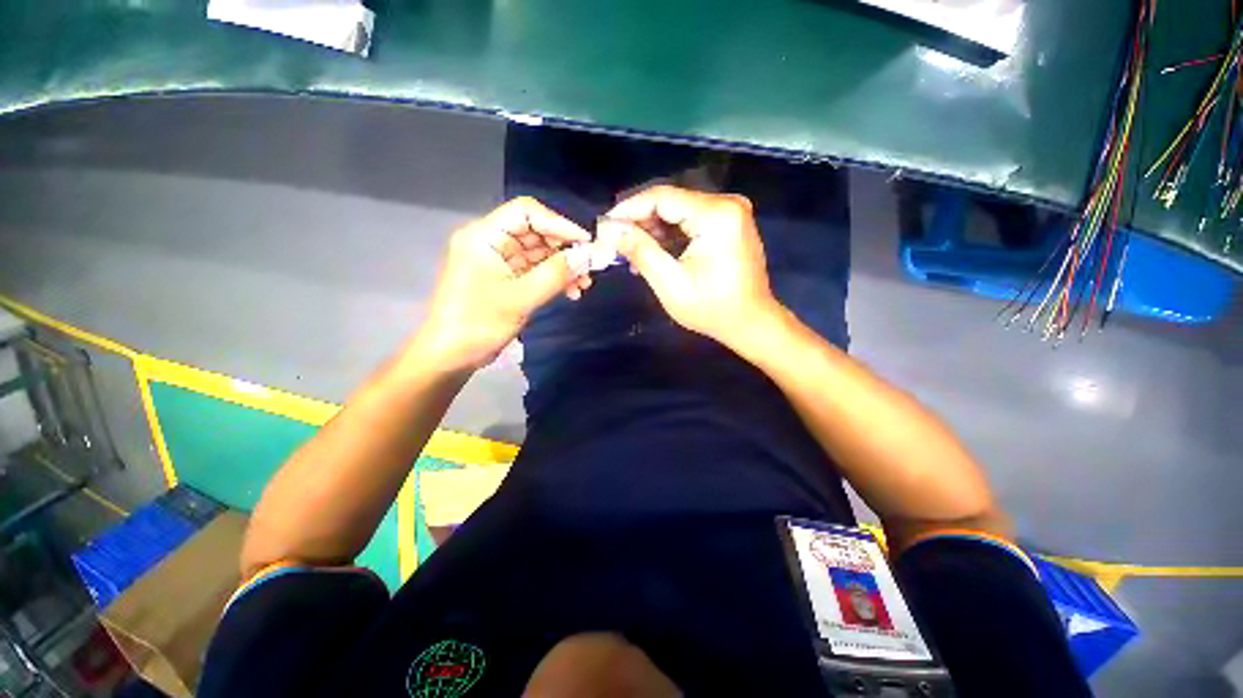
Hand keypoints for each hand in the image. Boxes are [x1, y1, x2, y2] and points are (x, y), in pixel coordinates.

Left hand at [414, 197, 592, 370]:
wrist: (452, 356)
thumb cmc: (480, 323)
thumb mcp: (521, 298)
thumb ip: (556, 274)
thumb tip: (588, 255)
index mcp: (485, 236)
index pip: (526, 212)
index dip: (559, 224)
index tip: (586, 243)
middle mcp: (491, 242)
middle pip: (535, 233)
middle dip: (565, 250)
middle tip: (589, 268)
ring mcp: (499, 262)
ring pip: (539, 254)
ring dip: (563, 267)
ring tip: (583, 285)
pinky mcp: (506, 280)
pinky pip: (535, 271)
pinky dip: (554, 279)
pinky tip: (571, 292)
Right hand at [609, 186, 779, 347]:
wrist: (751, 322)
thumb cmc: (712, 308)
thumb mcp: (670, 282)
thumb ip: (640, 250)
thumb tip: (611, 229)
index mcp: (716, 214)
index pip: (662, 197)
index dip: (629, 209)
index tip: (605, 225)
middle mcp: (726, 204)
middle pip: (670, 202)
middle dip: (639, 221)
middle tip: (614, 241)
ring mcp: (730, 212)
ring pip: (678, 212)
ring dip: (653, 230)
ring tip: (630, 252)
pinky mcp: (729, 223)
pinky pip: (691, 221)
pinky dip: (670, 235)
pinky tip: (653, 252)